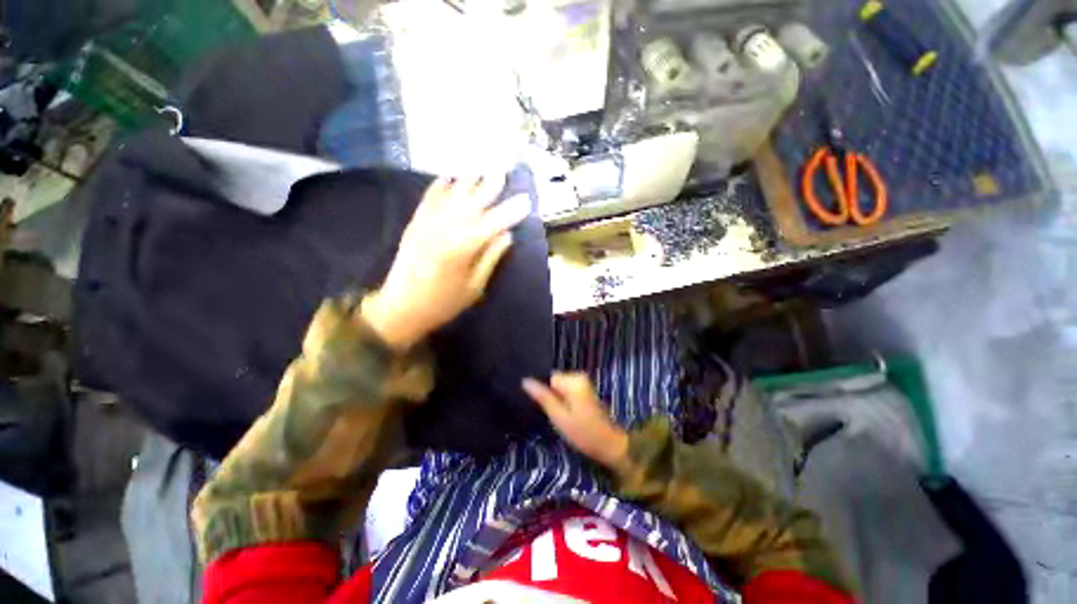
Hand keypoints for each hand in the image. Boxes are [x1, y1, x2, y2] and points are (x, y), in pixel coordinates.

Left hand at [362, 175, 530, 349]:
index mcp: (463, 248)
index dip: (511, 211)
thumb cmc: (444, 303)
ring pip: (451, 196)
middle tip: (503, 172)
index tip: (526, 201)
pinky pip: (428, 199)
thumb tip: (507, 235)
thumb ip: (491, 258)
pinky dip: (439, 186)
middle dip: (489, 186)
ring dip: (467, 181)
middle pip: (472, 202)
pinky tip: (448, 177)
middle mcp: (445, 229)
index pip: (493, 223)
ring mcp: (427, 224)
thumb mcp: (474, 287)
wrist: (401, 307)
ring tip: (480, 168)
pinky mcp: (415, 224)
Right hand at [523, 373, 628, 467]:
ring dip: (557, 400)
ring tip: (560, 416)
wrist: (610, 445)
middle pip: (554, 381)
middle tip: (554, 415)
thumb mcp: (559, 417)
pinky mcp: (585, 390)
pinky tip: (566, 414)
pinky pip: (567, 390)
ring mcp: (583, 382)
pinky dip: (564, 401)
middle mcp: (579, 376)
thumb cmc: (583, 433)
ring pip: (560, 387)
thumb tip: (525, 381)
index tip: (546, 409)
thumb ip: (543, 397)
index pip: (548, 378)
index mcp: (573, 381)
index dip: (544, 393)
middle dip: (551, 396)